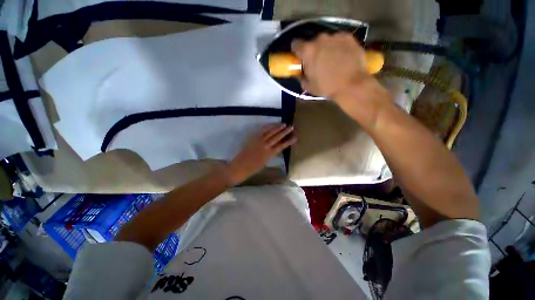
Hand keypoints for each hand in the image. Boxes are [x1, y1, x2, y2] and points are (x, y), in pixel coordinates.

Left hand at [228, 124, 296, 184]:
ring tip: (284, 124)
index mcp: (270, 154)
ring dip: (277, 128)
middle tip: (291, 127)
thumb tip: (276, 148)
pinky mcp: (253, 138)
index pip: (282, 146)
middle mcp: (265, 146)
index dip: (289, 141)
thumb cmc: (253, 168)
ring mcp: (259, 141)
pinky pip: (261, 131)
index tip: (295, 137)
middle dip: (285, 132)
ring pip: (270, 133)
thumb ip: (271, 154)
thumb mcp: (265, 162)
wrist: (240, 167)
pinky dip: (267, 127)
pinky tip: (271, 125)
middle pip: (277, 137)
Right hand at [291, 33, 371, 98]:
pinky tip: (343, 57)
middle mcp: (320, 39)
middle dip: (313, 51)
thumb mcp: (309, 87)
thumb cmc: (327, 87)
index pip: (296, 44)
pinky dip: (338, 47)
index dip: (297, 51)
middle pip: (312, 42)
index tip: (300, 58)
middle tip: (318, 63)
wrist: (351, 85)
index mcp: (308, 51)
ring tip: (332, 60)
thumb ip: (301, 78)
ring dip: (326, 48)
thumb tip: (299, 74)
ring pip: (326, 41)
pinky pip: (339, 40)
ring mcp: (335, 36)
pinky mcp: (348, 37)